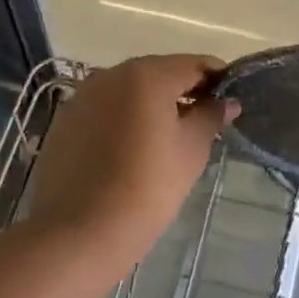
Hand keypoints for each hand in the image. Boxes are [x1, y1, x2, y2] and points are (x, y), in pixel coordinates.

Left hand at [26, 55, 238, 269]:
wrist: (80, 233)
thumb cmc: (147, 187)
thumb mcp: (191, 150)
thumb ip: (211, 116)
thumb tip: (226, 101)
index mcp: (147, 75)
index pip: (194, 64)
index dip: (218, 78)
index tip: (232, 99)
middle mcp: (111, 74)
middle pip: (160, 73)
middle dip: (185, 90)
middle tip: (206, 119)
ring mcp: (83, 96)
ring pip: (130, 91)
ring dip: (153, 104)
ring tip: (170, 136)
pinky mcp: (66, 121)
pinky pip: (106, 109)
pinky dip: (126, 118)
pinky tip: (134, 147)